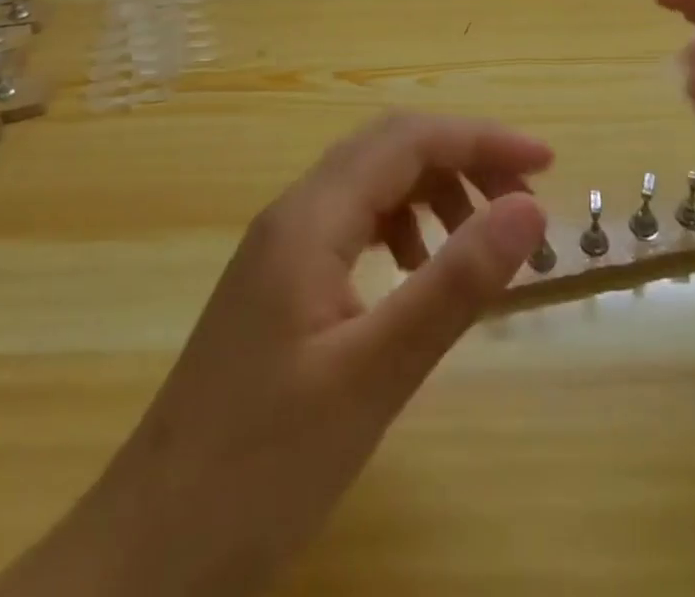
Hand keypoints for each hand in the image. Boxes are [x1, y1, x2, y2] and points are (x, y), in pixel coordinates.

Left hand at [0, 113, 549, 596]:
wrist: (146, 555)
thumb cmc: (261, 466)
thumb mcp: (374, 375)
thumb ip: (454, 284)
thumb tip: (531, 209)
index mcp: (310, 218)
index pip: (408, 140)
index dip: (482, 140)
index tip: (547, 165)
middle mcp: (293, 214)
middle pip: (389, 148)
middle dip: (462, 158)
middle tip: (522, 204)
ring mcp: (281, 248)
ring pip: (371, 183)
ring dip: (432, 192)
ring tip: (477, 241)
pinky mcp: (279, 284)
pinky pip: (353, 224)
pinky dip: (401, 228)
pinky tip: (417, 275)